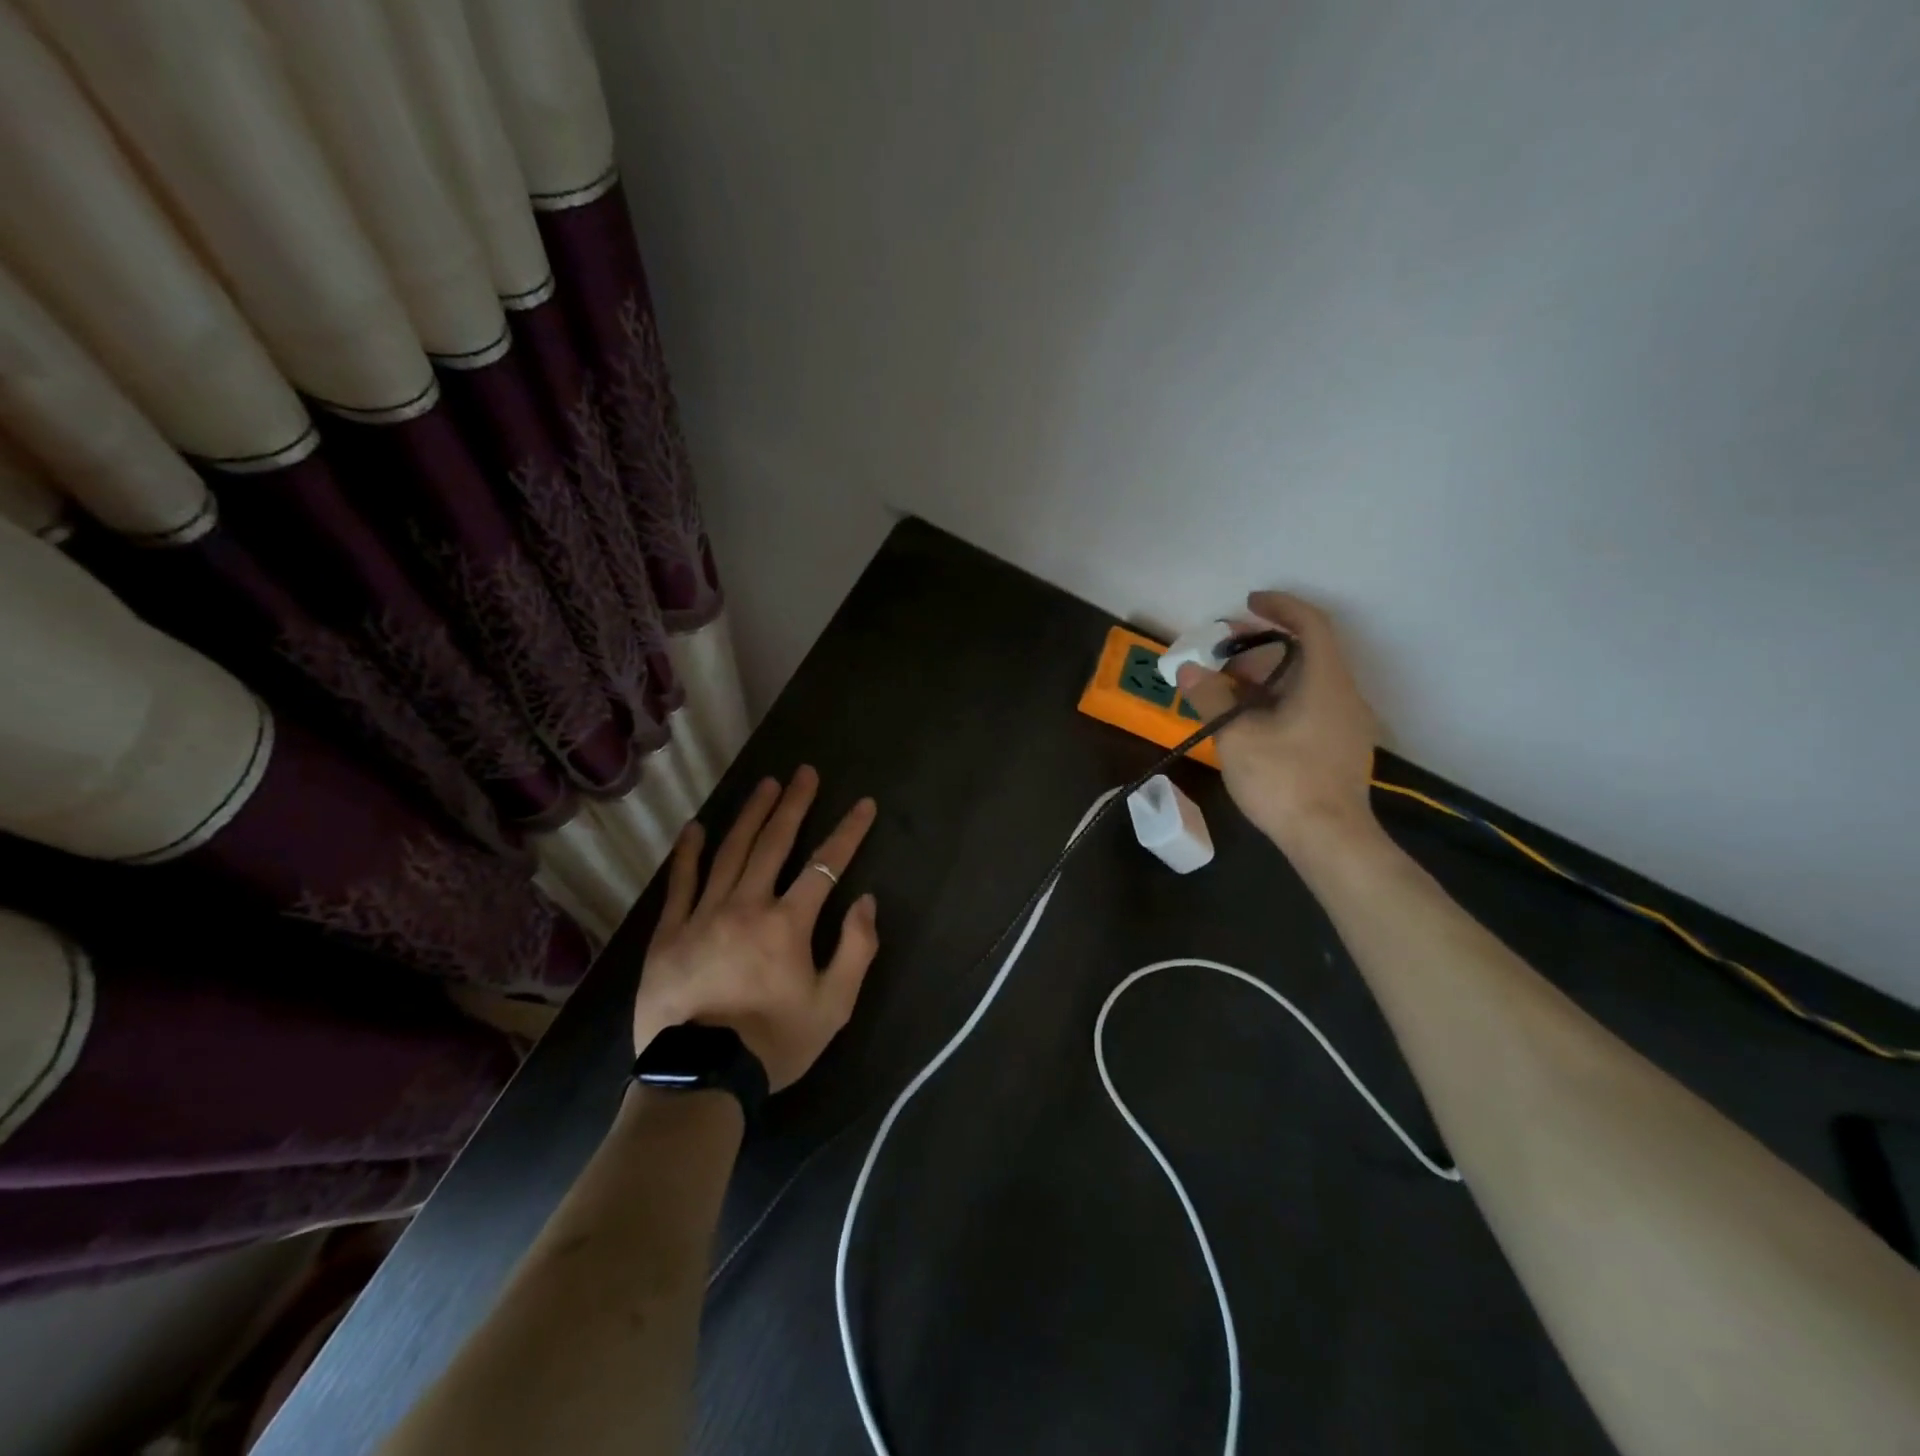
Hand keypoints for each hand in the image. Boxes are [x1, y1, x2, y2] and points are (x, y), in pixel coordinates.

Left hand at [633, 767, 879, 1090]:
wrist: (700, 1080)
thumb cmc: (773, 1043)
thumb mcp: (834, 1007)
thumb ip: (856, 950)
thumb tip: (866, 902)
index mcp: (788, 923)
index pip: (826, 864)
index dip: (848, 831)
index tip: (863, 804)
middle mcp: (746, 905)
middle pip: (774, 843)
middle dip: (794, 805)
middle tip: (804, 773)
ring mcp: (703, 914)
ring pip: (730, 852)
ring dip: (751, 815)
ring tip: (766, 786)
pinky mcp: (669, 933)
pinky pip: (680, 883)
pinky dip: (689, 853)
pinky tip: (696, 828)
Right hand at [1176, 592, 1382, 864]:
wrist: (1329, 840)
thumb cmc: (1284, 780)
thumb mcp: (1237, 737)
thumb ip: (1212, 698)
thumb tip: (1188, 670)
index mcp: (1326, 682)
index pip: (1310, 625)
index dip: (1280, 606)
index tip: (1248, 603)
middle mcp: (1344, 695)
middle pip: (1306, 653)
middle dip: (1263, 647)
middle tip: (1224, 653)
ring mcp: (1347, 724)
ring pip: (1307, 683)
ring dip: (1268, 677)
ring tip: (1228, 688)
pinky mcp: (1341, 748)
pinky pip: (1310, 706)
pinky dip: (1279, 699)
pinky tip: (1251, 719)